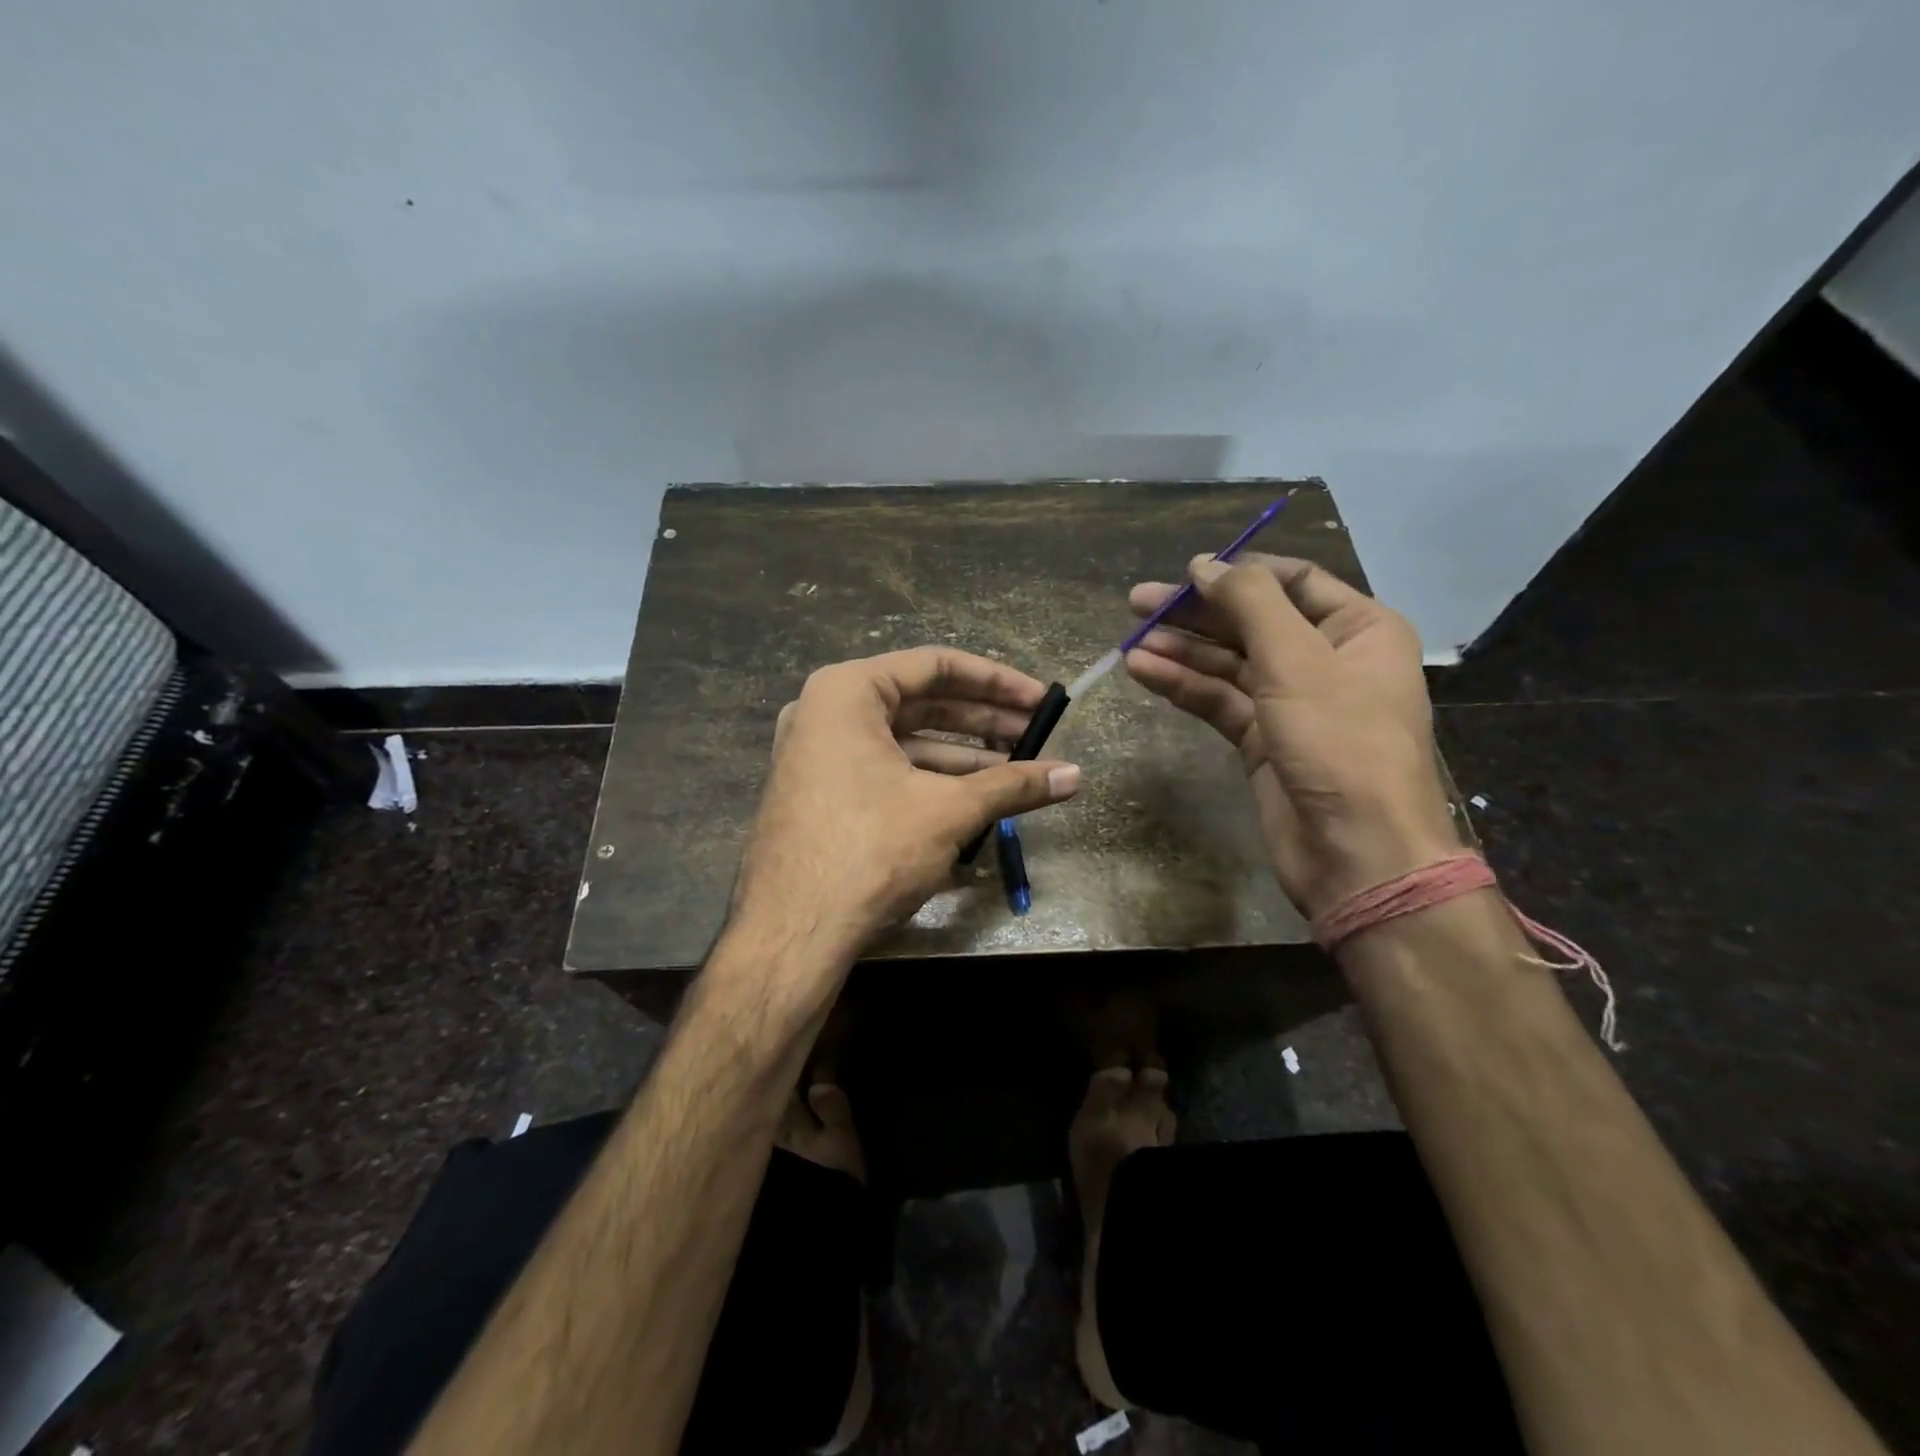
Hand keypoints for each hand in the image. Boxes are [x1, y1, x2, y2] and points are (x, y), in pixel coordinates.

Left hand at [733, 647, 1080, 959]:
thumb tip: (1076, 775)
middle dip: (983, 719)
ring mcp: (818, 754)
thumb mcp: (949, 811)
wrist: (790, 933)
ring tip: (1017, 769)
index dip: (997, 681)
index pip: (936, 665)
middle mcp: (826, 712)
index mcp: (847, 692)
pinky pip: (884, 769)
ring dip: (962, 754)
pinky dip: (929, 778)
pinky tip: (974, 797)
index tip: (1041, 699)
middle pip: (920, 701)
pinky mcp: (821, 792)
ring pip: (905, 740)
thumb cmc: (870, 850)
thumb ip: (1014, 785)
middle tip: (1036, 733)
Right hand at [1125, 554, 1457, 918]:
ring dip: (1182, 651)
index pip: (1293, 581)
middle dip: (1196, 613)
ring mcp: (1293, 703)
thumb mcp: (1297, 660)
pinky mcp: (1263, 740)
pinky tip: (1144, 673)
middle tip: (1137, 604)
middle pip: (1252, 622)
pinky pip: (1219, 702)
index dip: (1238, 574)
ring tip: (1131, 642)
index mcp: (1359, 629)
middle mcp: (1327, 660)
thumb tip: (1203, 566)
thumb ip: (1250, 604)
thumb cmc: (1340, 742)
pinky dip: (1184, 687)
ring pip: (1229, 664)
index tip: (1185, 572)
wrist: (1356, 852)